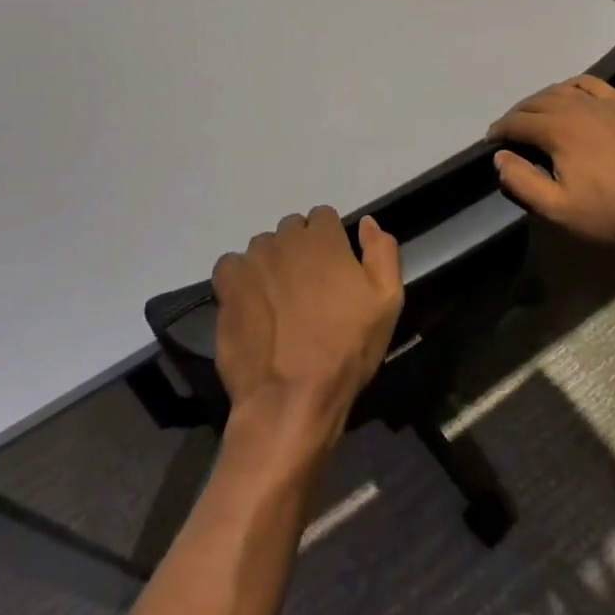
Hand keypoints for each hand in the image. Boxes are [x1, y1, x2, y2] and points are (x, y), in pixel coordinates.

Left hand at [211, 207, 403, 442]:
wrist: (292, 398)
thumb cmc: (347, 349)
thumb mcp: (387, 301)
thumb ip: (382, 252)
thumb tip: (367, 222)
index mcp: (324, 239)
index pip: (323, 217)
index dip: (330, 240)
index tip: (334, 268)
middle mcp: (284, 241)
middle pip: (291, 229)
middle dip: (300, 249)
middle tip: (309, 287)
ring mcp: (252, 263)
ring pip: (262, 247)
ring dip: (272, 263)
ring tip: (279, 299)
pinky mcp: (227, 288)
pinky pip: (231, 266)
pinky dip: (240, 277)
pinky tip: (251, 303)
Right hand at [489, 75, 614, 247]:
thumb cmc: (609, 213)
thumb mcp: (557, 209)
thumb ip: (522, 181)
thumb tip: (500, 157)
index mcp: (557, 130)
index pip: (517, 122)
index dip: (500, 130)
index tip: (492, 141)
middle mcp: (578, 107)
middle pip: (537, 101)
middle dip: (518, 114)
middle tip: (511, 130)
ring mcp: (607, 103)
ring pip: (564, 90)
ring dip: (543, 99)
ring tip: (536, 113)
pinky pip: (594, 85)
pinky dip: (574, 87)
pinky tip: (573, 96)